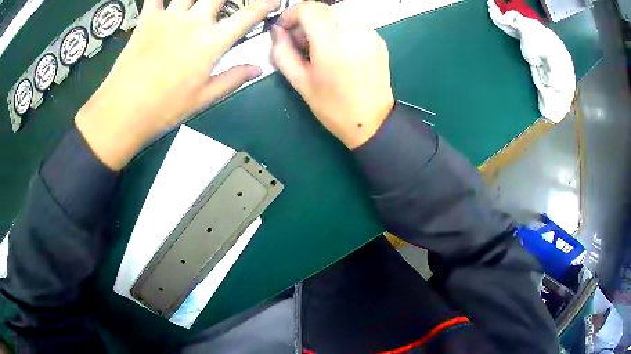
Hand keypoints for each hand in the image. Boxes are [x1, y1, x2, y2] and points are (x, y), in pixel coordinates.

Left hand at [76, 0, 279, 170]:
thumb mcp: (203, 98)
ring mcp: (170, 17)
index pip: (248, 15)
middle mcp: (195, 22)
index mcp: (212, 42)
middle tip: (229, 2)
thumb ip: (233, 79)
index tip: (273, 1)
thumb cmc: (164, 108)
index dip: (265, 4)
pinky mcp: (148, 19)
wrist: (124, 111)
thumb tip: (258, 69)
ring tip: (201, 1)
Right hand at [270, 2, 393, 148]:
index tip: (285, 28)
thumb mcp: (300, 82)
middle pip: (322, 10)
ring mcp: (369, 34)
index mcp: (332, 44)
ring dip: (322, 26)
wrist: (372, 121)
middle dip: (306, 21)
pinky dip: (338, 31)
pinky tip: (337, 51)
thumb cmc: (334, 107)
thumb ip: (283, 52)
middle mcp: (354, 32)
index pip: (308, 8)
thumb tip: (277, 32)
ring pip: (337, 15)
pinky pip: (352, 24)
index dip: (291, 14)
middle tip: (300, 44)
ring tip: (320, 50)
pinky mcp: (378, 39)